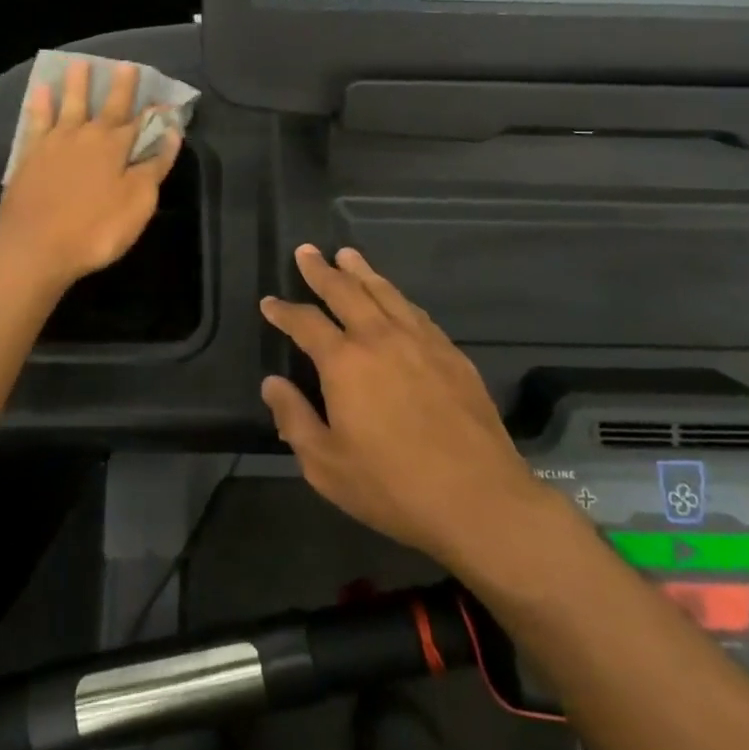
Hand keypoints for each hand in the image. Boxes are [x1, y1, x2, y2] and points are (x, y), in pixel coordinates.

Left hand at [0, 59, 179, 293]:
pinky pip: (36, 120)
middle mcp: (86, 136)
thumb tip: (171, 134)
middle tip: (125, 65)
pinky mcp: (29, 155)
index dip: (156, 113)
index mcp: (115, 148)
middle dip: (120, 86)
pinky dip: (39, 104)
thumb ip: (154, 167)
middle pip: (107, 106)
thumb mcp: (137, 204)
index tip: (167, 102)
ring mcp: (54, 143)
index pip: (142, 124)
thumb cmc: (94, 231)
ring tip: (79, 63)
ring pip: (69, 104)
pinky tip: (39, 91)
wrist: (34, 250)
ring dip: (76, 84)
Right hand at [259, 246, 555, 569]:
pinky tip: (394, 297)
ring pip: (385, 292)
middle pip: (345, 291)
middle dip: (321, 270)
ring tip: (348, 255)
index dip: (284, 311)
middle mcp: (380, 338)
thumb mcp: (326, 465)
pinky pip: (416, 312)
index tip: (269, 301)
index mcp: (344, 362)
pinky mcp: (451, 353)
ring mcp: (421, 341)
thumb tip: (272, 384)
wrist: (478, 499)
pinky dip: (396, 296)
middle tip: (306, 251)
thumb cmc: (392, 486)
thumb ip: (294, 419)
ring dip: (362, 272)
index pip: (305, 323)